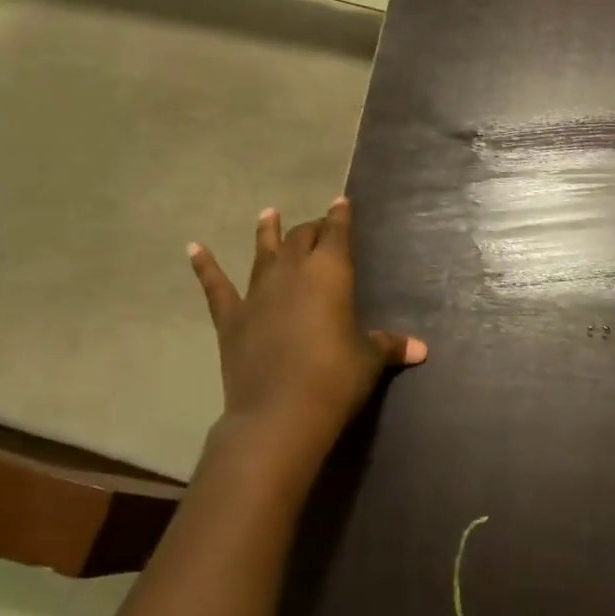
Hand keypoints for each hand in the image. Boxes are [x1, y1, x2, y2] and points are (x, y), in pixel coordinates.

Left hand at [188, 199, 426, 476]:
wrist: (280, 413)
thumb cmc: (335, 378)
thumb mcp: (368, 360)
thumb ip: (389, 345)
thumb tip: (421, 349)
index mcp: (330, 272)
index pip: (337, 233)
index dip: (340, 216)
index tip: (341, 202)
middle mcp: (292, 271)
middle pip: (302, 238)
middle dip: (311, 228)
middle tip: (318, 226)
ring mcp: (257, 292)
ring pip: (263, 251)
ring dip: (267, 231)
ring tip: (268, 213)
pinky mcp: (231, 317)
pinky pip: (215, 286)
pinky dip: (204, 265)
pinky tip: (194, 247)